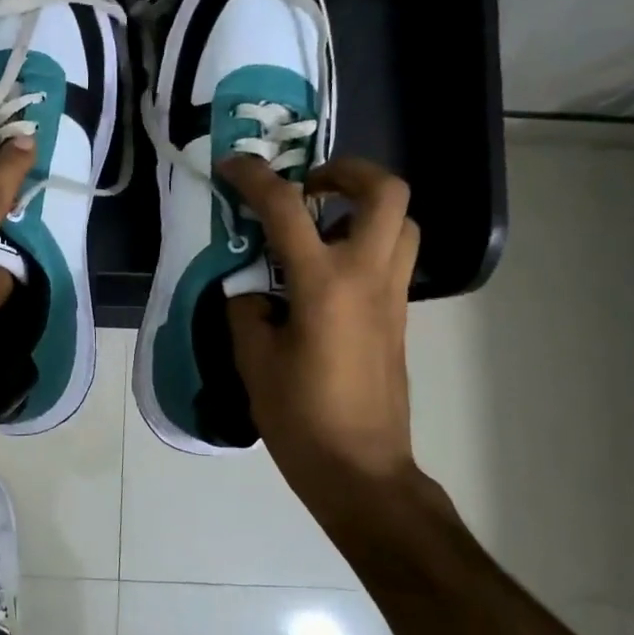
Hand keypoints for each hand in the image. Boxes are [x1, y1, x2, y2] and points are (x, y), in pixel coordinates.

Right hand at [219, 154, 425, 507]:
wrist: (360, 469)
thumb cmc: (300, 416)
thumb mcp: (253, 359)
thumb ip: (247, 308)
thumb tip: (252, 287)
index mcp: (323, 284)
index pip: (286, 209)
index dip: (255, 178)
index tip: (233, 165)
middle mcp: (368, 277)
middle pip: (385, 192)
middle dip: (346, 172)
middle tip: (308, 185)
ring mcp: (391, 295)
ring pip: (401, 222)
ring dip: (363, 207)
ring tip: (321, 223)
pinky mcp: (399, 316)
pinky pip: (393, 256)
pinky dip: (365, 241)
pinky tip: (326, 270)